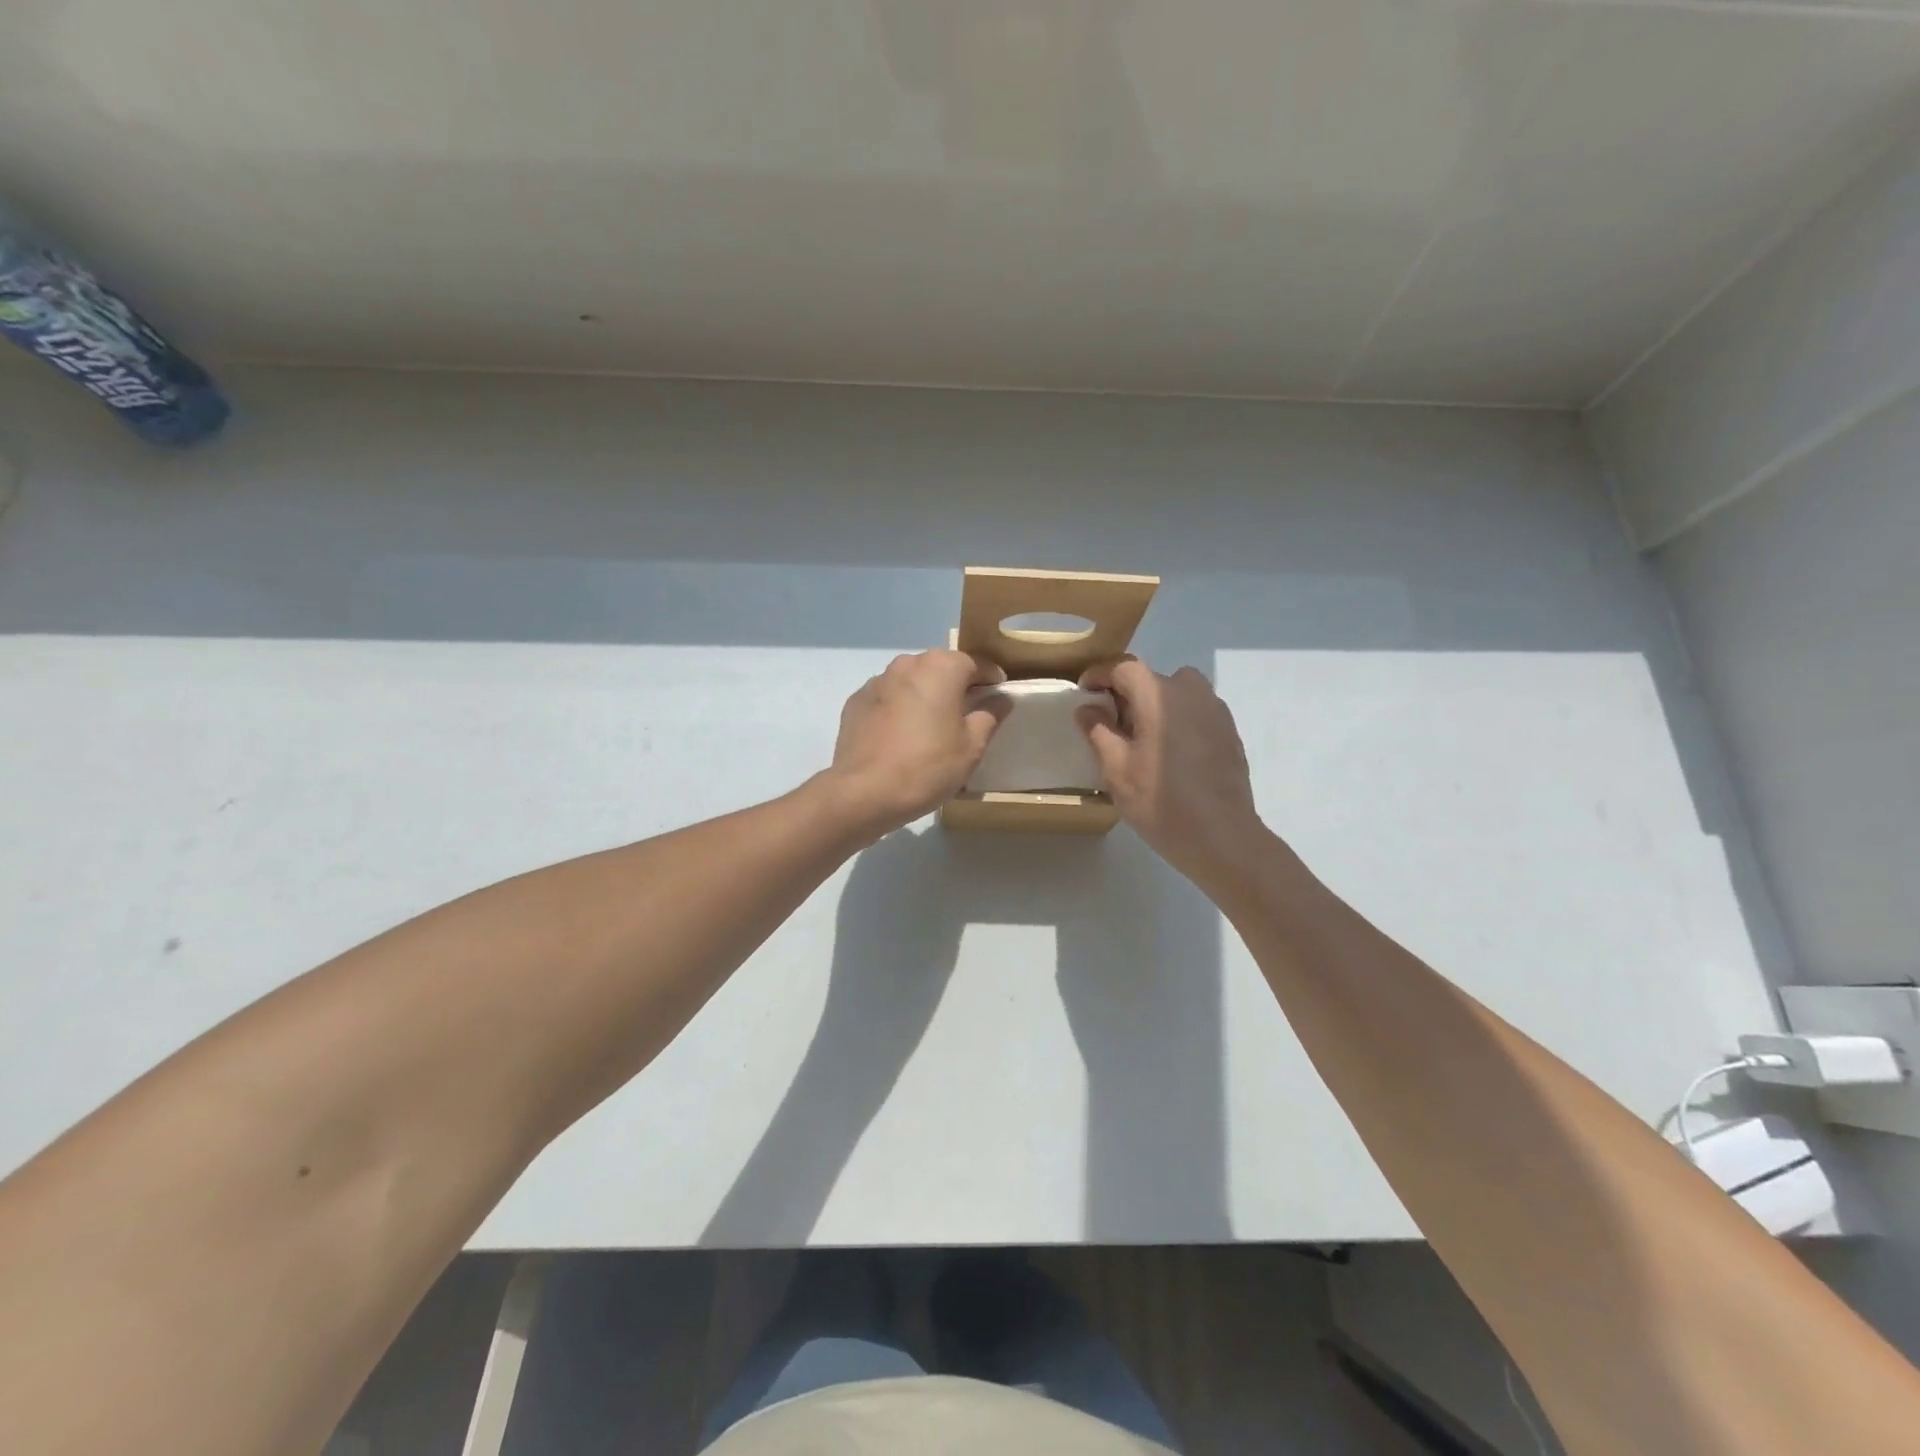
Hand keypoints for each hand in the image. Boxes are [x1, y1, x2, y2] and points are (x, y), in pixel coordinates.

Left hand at [824, 649, 1007, 837]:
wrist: (864, 792)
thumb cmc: (928, 766)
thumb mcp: (971, 746)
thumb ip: (989, 715)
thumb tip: (1000, 699)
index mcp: (941, 667)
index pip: (976, 663)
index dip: (991, 679)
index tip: (999, 695)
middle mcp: (907, 664)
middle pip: (940, 669)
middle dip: (955, 686)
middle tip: (966, 715)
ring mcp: (877, 681)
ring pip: (911, 682)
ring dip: (924, 697)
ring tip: (931, 728)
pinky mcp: (856, 702)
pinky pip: (887, 699)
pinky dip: (898, 710)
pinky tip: (901, 738)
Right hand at [1077, 659, 1267, 884]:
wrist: (1222, 837)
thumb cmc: (1160, 801)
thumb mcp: (1116, 769)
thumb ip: (1098, 731)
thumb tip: (1088, 708)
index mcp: (1159, 695)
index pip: (1124, 668)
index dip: (1100, 675)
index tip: (1084, 691)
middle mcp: (1190, 692)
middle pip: (1152, 678)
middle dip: (1128, 693)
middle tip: (1110, 723)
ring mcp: (1215, 711)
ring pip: (1178, 692)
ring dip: (1156, 705)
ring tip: (1142, 737)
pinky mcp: (1229, 732)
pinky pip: (1196, 712)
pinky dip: (1178, 720)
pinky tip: (1171, 754)